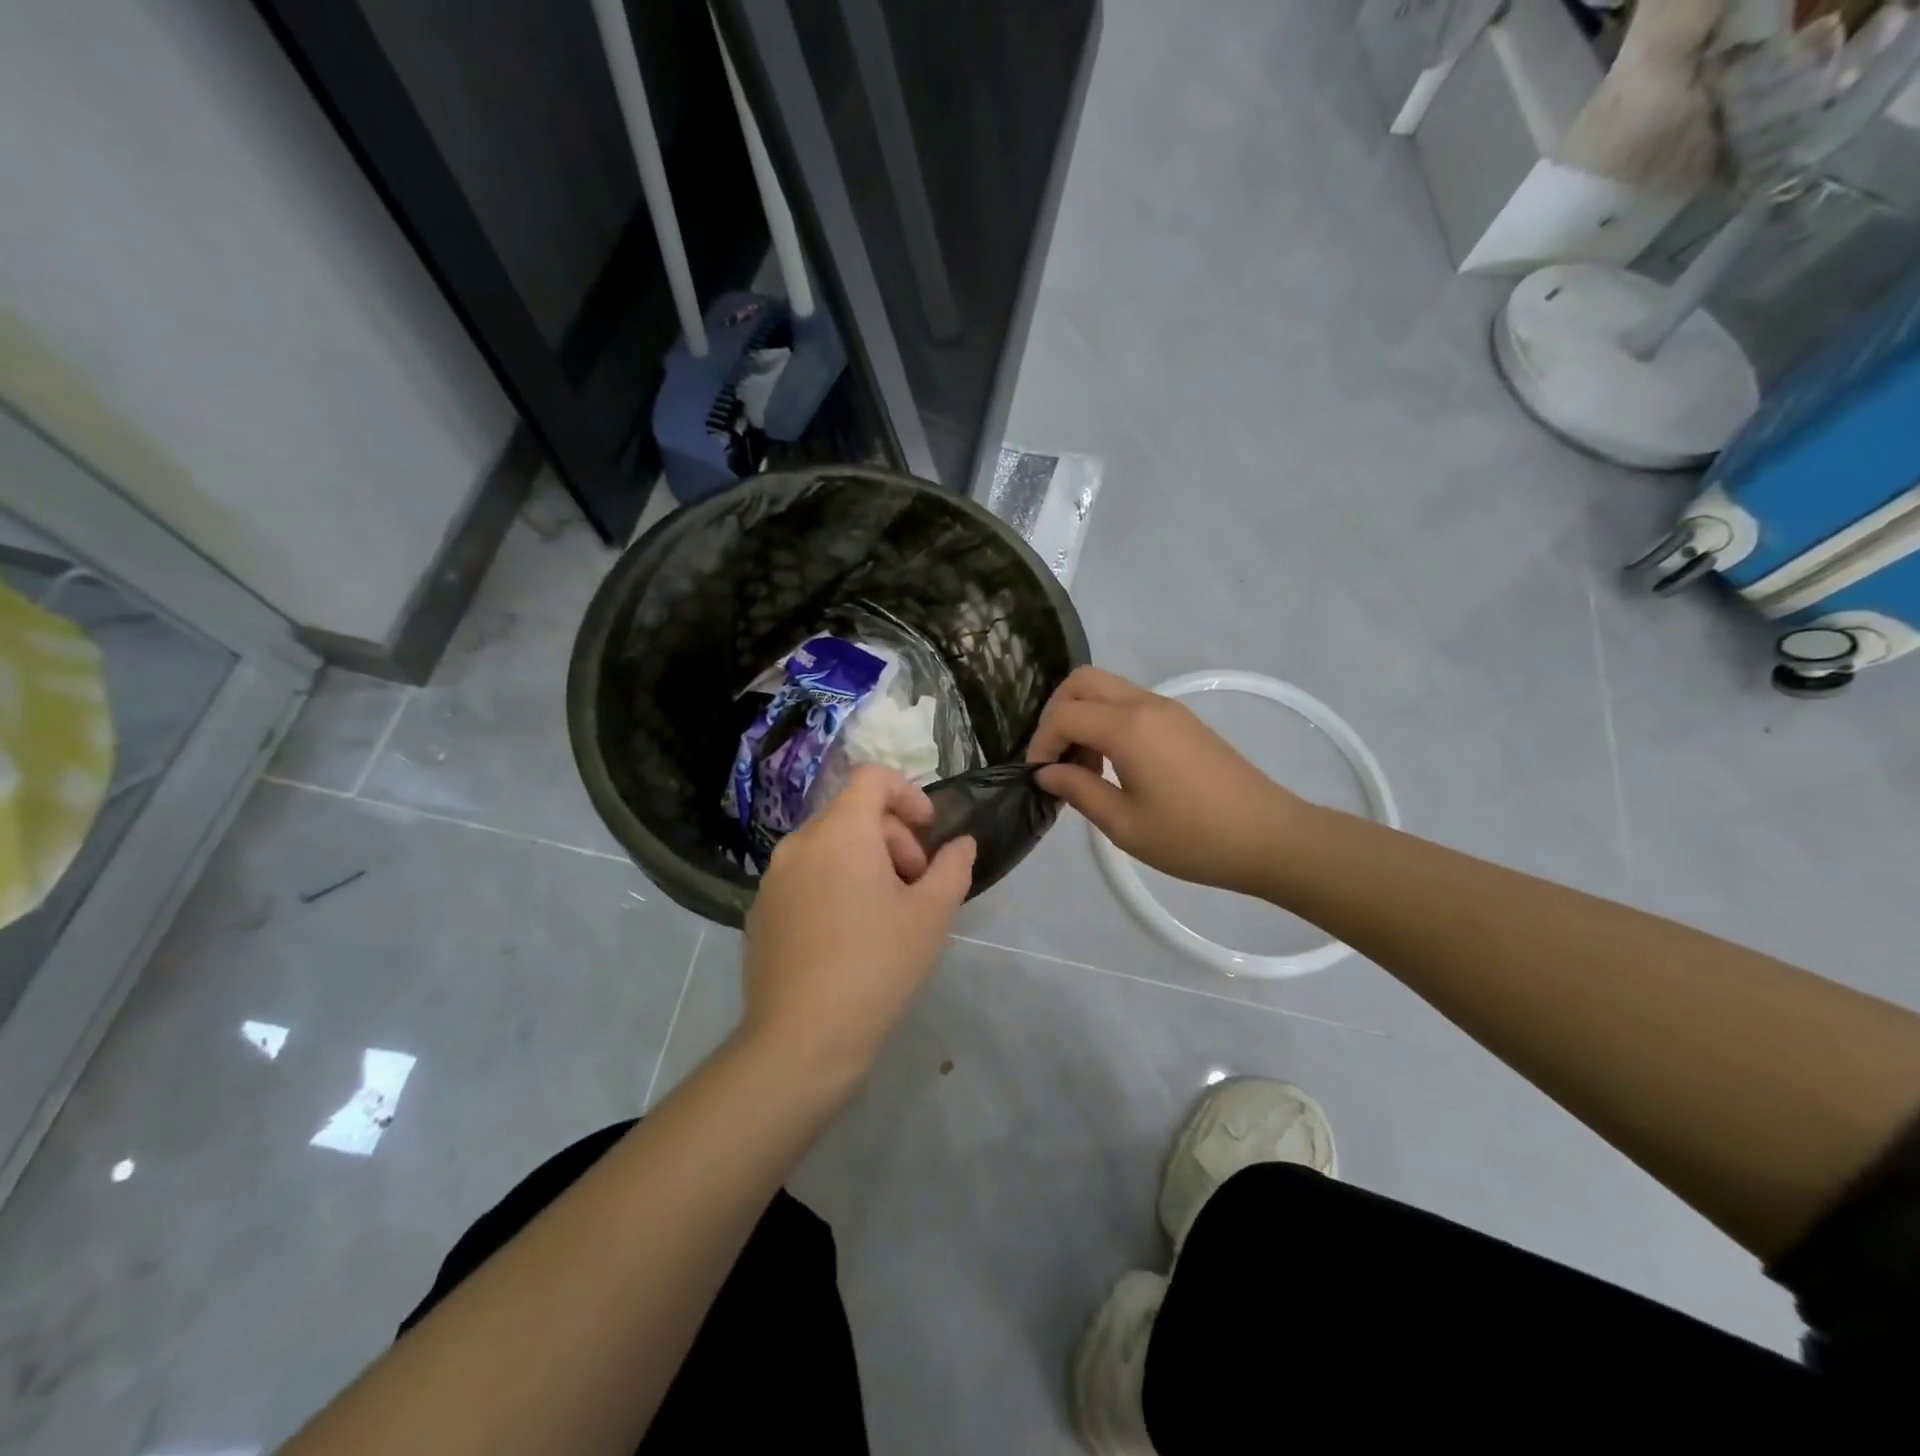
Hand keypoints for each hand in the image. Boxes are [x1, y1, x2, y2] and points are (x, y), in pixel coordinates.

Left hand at [740, 766, 975, 1087]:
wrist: (802, 1038)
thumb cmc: (877, 964)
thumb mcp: (932, 914)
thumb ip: (953, 867)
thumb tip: (961, 844)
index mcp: (840, 831)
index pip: (872, 777)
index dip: (908, 793)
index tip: (929, 831)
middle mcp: (799, 843)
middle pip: (853, 814)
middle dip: (893, 838)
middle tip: (915, 885)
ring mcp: (773, 878)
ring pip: (829, 847)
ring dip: (865, 862)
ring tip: (886, 913)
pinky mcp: (761, 911)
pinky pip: (805, 877)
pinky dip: (834, 885)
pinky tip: (848, 937)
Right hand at [1028, 666, 1301, 897]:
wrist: (1271, 838)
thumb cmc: (1193, 838)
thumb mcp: (1125, 825)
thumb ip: (1079, 791)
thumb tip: (1046, 773)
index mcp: (1128, 727)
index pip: (1064, 714)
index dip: (1041, 742)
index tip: (1039, 777)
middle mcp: (1146, 704)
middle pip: (1083, 682)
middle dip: (1057, 713)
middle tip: (1056, 759)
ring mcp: (1168, 709)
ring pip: (1108, 689)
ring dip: (1084, 717)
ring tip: (1085, 769)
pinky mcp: (1183, 722)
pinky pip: (1131, 704)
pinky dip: (1108, 722)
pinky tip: (1115, 767)